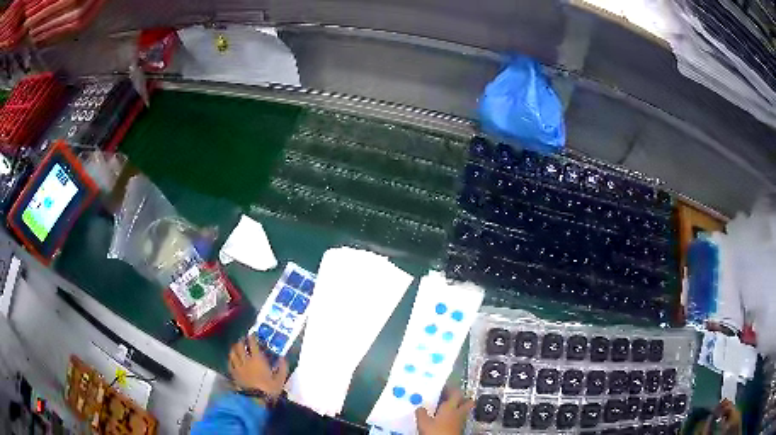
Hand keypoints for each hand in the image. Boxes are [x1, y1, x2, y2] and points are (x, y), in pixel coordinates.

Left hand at [228, 336, 288, 402]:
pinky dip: (231, 359)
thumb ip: (282, 367)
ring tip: (236, 346)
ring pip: (233, 353)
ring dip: (234, 348)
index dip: (252, 337)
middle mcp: (246, 360)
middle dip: (241, 340)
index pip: (252, 344)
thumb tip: (283, 358)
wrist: (255, 400)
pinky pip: (230, 363)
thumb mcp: (280, 379)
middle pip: (240, 346)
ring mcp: (238, 367)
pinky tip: (232, 359)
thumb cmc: (269, 389)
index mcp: (258, 359)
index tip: (252, 334)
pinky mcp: (234, 374)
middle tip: (243, 339)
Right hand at [415, 387, 473, 434]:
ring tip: (445, 406)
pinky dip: (453, 415)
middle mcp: (458, 412)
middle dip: (460, 396)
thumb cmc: (436, 432)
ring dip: (457, 406)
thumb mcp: (424, 423)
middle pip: (466, 400)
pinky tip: (444, 418)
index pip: (456, 392)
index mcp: (451, 407)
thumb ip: (422, 413)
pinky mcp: (459, 428)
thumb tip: (420, 407)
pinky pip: (458, 417)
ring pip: (463, 409)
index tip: (444, 384)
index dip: (451, 387)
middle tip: (450, 395)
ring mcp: (460, 420)